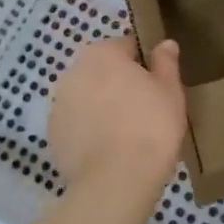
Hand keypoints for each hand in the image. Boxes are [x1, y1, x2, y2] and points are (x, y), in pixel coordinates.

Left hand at [50, 37, 185, 192]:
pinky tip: (108, 149)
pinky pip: (77, 124)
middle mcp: (73, 71)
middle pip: (102, 71)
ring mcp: (58, 104)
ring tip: (126, 134)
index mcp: (102, 53)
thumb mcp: (170, 91)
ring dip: (101, 107)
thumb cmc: (151, 127)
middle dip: (119, 85)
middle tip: (144, 110)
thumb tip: (164, 44)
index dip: (144, 65)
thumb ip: (166, 62)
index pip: (127, 46)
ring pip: (87, 97)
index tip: (157, 87)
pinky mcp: (52, 134)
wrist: (116, 180)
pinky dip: (89, 130)